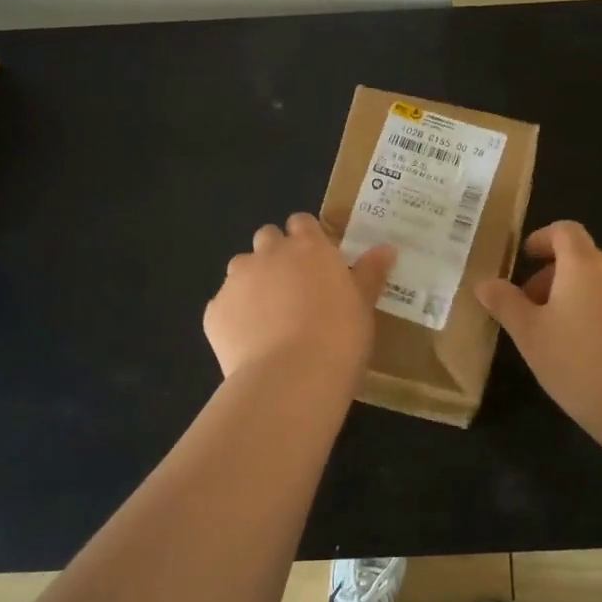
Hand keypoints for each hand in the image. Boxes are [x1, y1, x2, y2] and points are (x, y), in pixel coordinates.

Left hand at [204, 213, 395, 384]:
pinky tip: (250, 344)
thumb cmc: (339, 339)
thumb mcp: (363, 306)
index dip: (307, 237)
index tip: (316, 260)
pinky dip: (234, 317)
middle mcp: (269, 254)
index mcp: (309, 248)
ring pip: (240, 269)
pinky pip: (223, 306)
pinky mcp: (214, 311)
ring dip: (252, 282)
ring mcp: (237, 281)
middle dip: (275, 254)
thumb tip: (387, 248)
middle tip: (293, 287)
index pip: (302, 222)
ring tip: (268, 317)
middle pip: (267, 238)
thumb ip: (370, 273)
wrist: (290, 379)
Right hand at [476, 221, 601, 435]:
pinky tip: (587, 357)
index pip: (565, 231)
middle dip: (552, 277)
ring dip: (574, 299)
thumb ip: (506, 304)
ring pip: (600, 287)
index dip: (542, 238)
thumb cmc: (580, 362)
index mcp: (584, 266)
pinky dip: (597, 319)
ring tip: (555, 338)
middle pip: (582, 259)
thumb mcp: (530, 335)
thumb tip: (485, 283)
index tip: (525, 258)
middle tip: (530, 310)